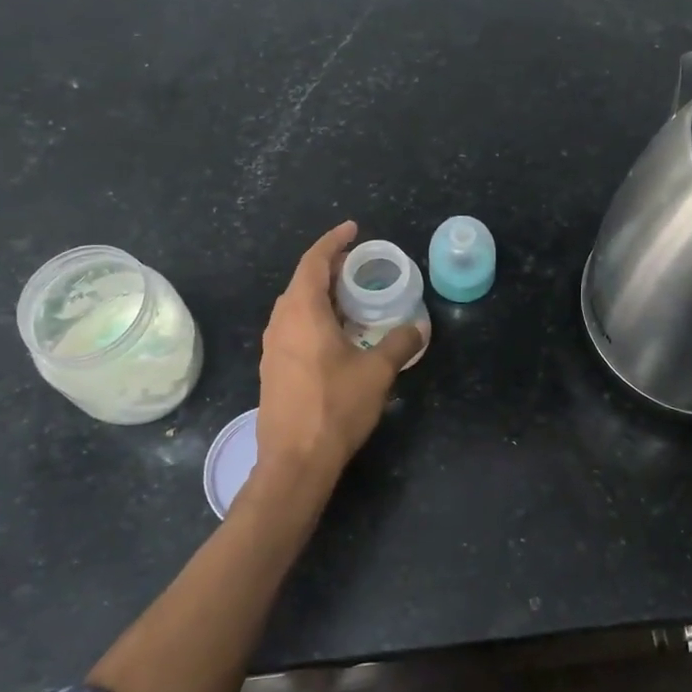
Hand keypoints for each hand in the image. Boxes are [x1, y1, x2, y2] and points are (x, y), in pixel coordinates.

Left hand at [255, 221, 422, 487]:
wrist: (295, 461)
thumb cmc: (335, 408)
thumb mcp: (377, 373)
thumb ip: (399, 344)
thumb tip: (418, 328)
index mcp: (302, 312)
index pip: (314, 262)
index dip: (333, 241)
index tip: (353, 229)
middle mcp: (281, 322)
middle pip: (302, 281)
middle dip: (330, 268)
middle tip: (359, 265)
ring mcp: (273, 347)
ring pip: (296, 306)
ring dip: (321, 294)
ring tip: (351, 297)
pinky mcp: (274, 368)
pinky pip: (293, 327)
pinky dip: (314, 317)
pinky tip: (336, 334)